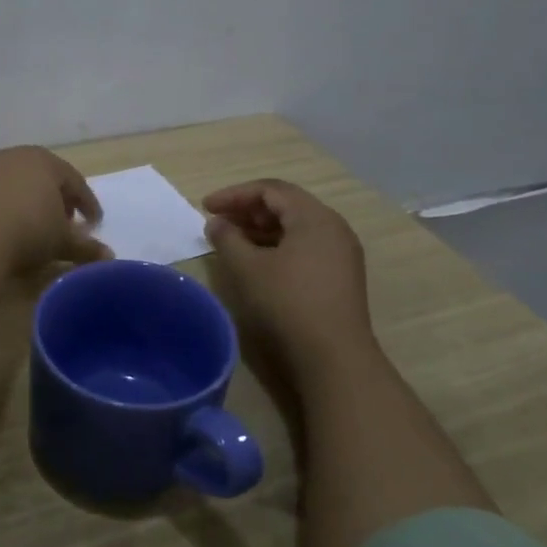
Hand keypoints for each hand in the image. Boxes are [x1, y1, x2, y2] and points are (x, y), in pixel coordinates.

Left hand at [0, 147, 107, 274]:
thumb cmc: (28, 231)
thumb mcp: (62, 242)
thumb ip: (86, 247)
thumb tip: (109, 257)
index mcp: (47, 162)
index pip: (76, 183)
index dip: (88, 205)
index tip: (95, 224)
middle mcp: (19, 157)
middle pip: (47, 177)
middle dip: (60, 200)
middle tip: (68, 222)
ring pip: (22, 183)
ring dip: (34, 202)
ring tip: (41, 225)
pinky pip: (1, 193)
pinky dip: (12, 206)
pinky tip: (13, 226)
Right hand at [203, 179, 374, 378]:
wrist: (334, 356)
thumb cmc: (288, 303)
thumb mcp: (248, 268)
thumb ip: (227, 239)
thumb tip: (216, 223)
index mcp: (314, 217)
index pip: (270, 190)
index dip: (234, 194)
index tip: (205, 208)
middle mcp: (333, 227)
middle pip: (286, 205)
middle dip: (248, 210)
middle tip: (218, 223)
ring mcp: (341, 252)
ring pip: (296, 227)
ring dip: (261, 229)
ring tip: (233, 241)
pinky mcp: (340, 275)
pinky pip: (305, 246)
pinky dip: (278, 246)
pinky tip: (258, 262)